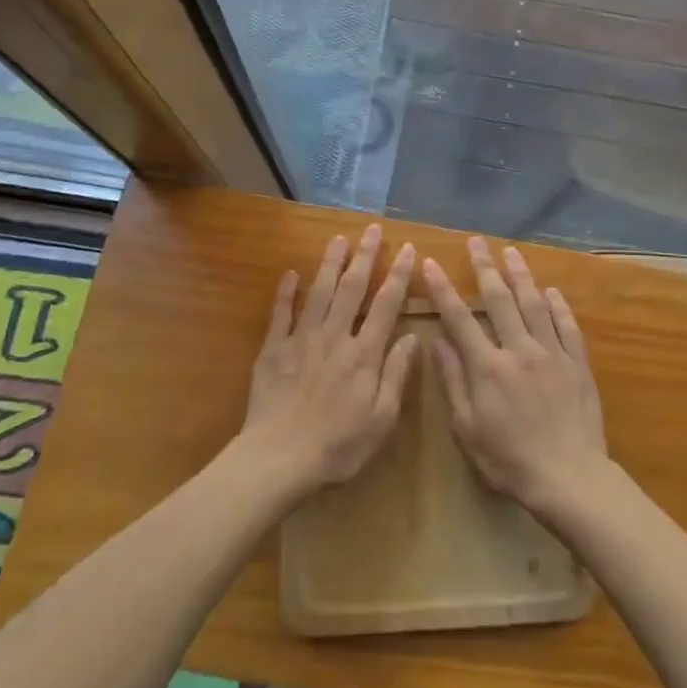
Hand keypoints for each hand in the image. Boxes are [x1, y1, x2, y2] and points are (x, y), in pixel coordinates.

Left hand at [240, 224, 417, 494]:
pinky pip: (281, 314)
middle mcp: (335, 337)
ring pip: (319, 292)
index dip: (398, 275)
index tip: (407, 249)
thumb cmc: (338, 446)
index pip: (385, 305)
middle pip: (352, 288)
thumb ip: (396, 375)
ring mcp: (301, 340)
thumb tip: (412, 338)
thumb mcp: (381, 420)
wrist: (279, 458)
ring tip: (338, 238)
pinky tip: (291, 273)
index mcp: (364, 355)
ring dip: (330, 263)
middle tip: (372, 229)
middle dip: (365, 256)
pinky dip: (286, 292)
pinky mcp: (274, 350)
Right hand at [423, 237, 605, 516]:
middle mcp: (519, 350)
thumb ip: (454, 382)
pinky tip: (551, 291)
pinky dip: (558, 305)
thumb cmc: (509, 460)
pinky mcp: (577, 363)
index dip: (443, 289)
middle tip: (477, 241)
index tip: (431, 263)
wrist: (569, 477)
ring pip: (534, 304)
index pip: (460, 319)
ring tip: (512, 252)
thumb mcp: (468, 429)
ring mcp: (552, 353)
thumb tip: (438, 343)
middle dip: (485, 267)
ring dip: (521, 275)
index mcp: (488, 367)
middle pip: (499, 300)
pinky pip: (567, 326)